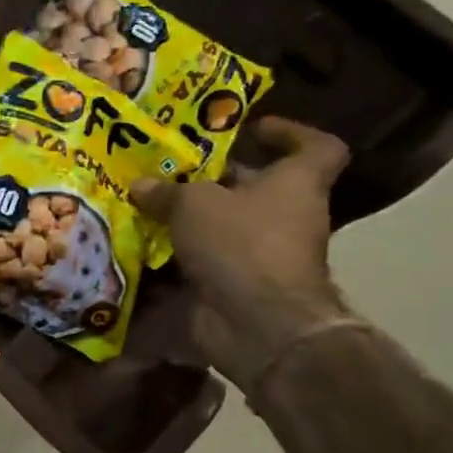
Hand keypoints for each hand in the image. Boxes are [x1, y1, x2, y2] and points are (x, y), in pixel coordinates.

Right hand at [132, 117, 353, 389]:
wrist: (258, 323)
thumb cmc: (241, 244)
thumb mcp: (194, 203)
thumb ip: (166, 191)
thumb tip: (141, 186)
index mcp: (294, 184)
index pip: (316, 148)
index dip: (290, 133)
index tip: (251, 129)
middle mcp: (285, 216)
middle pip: (255, 187)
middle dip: (212, 178)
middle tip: (167, 167)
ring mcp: (261, 253)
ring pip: (221, 225)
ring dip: (185, 218)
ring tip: (142, 203)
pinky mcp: (235, 283)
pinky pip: (201, 259)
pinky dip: (173, 254)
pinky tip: (137, 243)